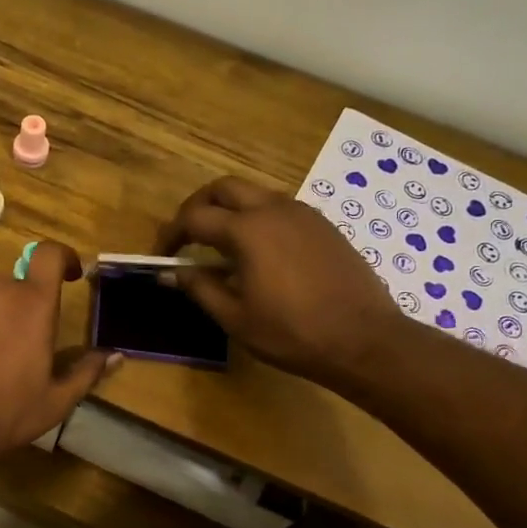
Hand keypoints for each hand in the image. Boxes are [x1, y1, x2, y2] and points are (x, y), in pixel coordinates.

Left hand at [0, 242, 116, 474]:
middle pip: (15, 285)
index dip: (62, 257)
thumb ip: (87, 372)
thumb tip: (115, 355)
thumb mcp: (56, 402)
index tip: (68, 274)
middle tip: (17, 347)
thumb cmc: (5, 415)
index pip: (50, 255)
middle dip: (21, 308)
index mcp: (33, 305)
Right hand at [155, 177, 404, 383]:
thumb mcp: (235, 317)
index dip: (171, 234)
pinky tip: (259, 253)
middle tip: (187, 236)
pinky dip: (257, 218)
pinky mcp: (323, 225)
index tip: (162, 256)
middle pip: (223, 188)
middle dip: (198, 206)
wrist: (364, 340)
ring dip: (229, 210)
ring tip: (220, 246)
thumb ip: (199, 288)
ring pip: (254, 193)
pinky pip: (279, 208)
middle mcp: (273, 209)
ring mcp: (303, 213)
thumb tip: (169, 273)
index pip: (194, 217)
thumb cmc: (292, 333)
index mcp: (247, 230)